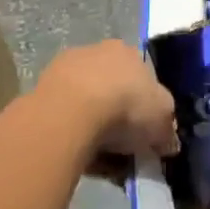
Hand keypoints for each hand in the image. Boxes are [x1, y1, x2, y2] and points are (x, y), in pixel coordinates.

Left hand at [37, 42, 178, 158]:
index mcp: (128, 51)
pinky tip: (79, 153)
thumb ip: (168, 129)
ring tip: (100, 157)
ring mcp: (65, 69)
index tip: (146, 133)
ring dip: (94, 126)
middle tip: (124, 147)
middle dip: (119, 116)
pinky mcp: (41, 91)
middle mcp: (96, 52)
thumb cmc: (126, 106)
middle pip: (113, 88)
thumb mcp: (163, 119)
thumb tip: (168, 142)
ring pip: (87, 102)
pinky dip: (74, 133)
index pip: (142, 77)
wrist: (72, 112)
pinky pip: (66, 117)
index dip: (146, 106)